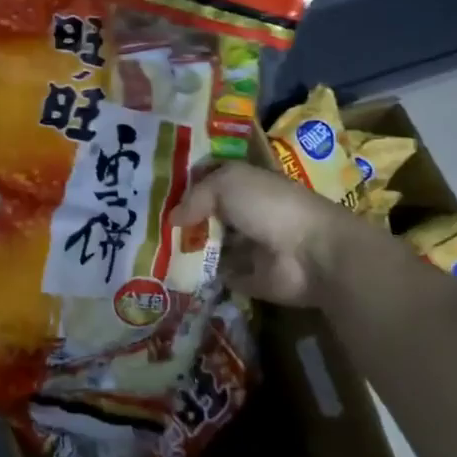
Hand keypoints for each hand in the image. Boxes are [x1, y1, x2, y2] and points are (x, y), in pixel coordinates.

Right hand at [170, 162, 396, 307]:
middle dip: (182, 218)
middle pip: (207, 213)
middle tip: (144, 223)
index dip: (184, 183)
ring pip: (210, 245)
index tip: (152, 190)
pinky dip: (200, 276)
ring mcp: (248, 246)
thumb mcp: (227, 184)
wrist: (312, 253)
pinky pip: (218, 275)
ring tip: (150, 250)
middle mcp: (245, 212)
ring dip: (188, 248)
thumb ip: (196, 196)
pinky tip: (171, 274)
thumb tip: (172, 218)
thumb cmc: (269, 206)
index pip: (209, 179)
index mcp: (244, 183)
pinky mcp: (249, 278)